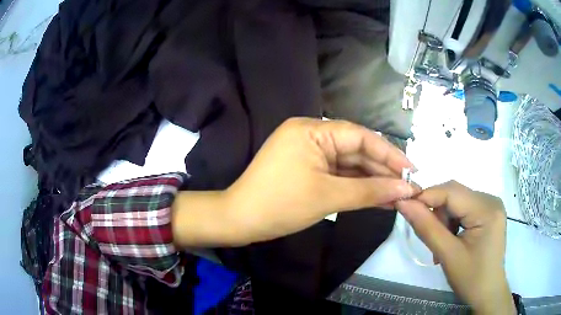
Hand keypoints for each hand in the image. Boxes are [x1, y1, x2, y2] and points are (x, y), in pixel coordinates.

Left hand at [172, 118, 418, 246]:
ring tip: (398, 195)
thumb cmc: (281, 205)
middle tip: (407, 187)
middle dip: (382, 170)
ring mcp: (308, 152)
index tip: (411, 170)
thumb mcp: (329, 197)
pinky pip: (337, 174)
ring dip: (371, 180)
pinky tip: (377, 197)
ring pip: (348, 164)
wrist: (240, 220)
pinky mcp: (306, 168)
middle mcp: (311, 134)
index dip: (389, 153)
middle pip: (356, 150)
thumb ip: (370, 191)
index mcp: (312, 129)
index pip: (360, 137)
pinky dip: (355, 186)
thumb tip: (405, 189)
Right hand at [396, 181, 515, 314]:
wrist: (487, 293)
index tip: (404, 208)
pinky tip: (451, 240)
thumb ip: (426, 228)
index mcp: (486, 209)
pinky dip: (452, 222)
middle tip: (429, 239)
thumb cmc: (471, 279)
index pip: (451, 191)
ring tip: (441, 246)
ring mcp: (490, 206)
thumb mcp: (447, 255)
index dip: (426, 197)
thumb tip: (403, 203)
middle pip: (455, 195)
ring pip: (457, 202)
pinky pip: (464, 209)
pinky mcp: (488, 213)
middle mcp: (491, 200)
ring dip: (443, 220)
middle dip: (437, 214)